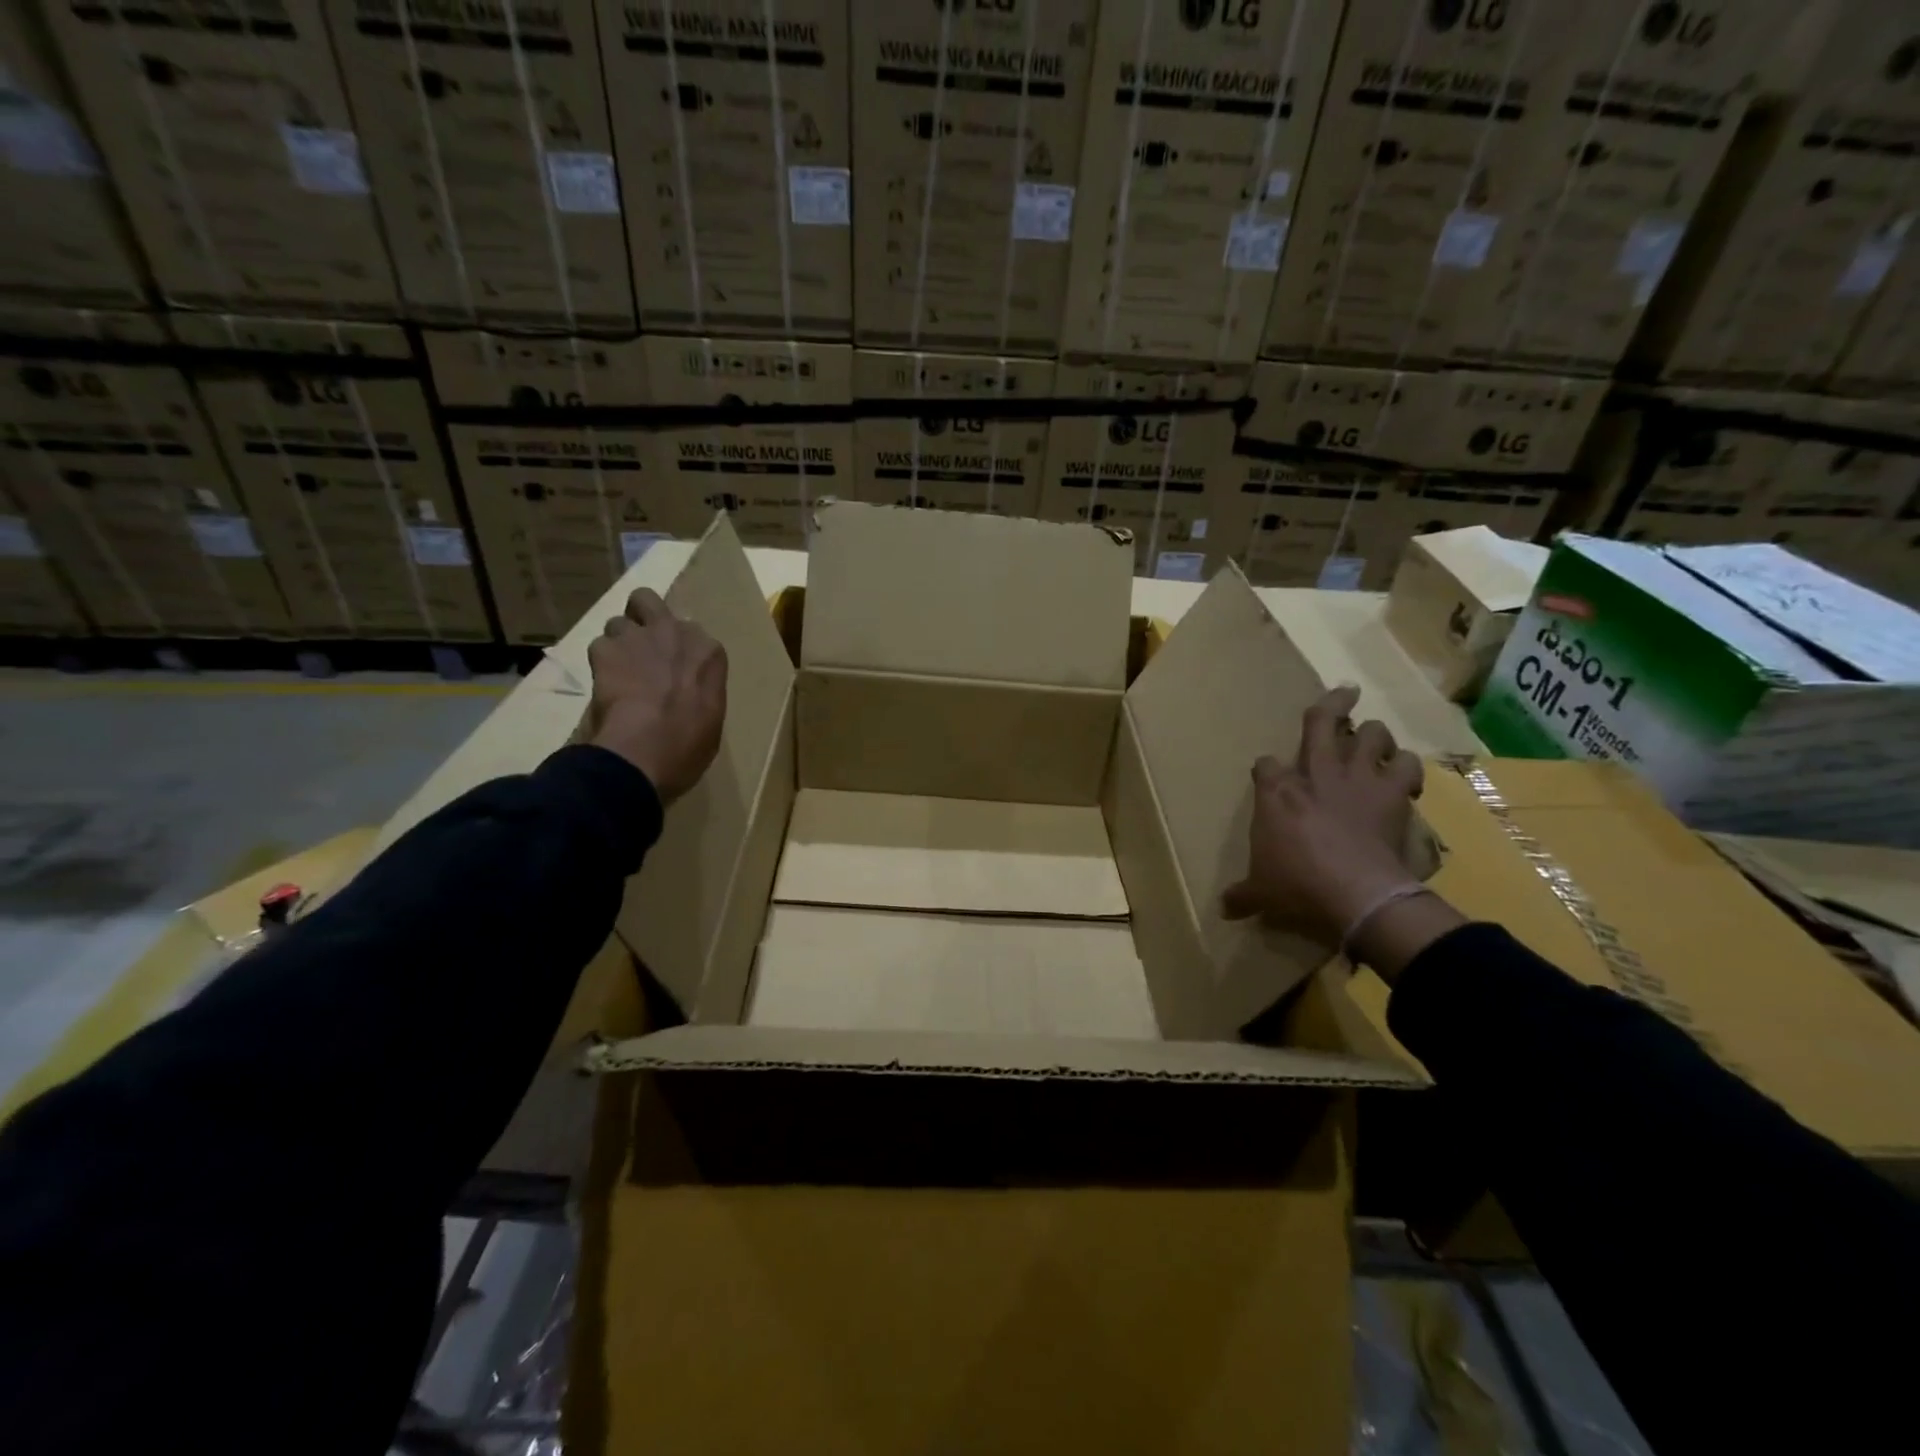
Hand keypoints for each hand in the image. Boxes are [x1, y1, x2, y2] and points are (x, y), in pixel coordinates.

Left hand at [585, 588, 726, 803]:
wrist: (647, 747)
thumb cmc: (690, 743)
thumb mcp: (711, 719)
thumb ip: (700, 693)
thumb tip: (689, 697)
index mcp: (709, 653)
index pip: (693, 635)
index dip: (679, 651)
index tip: (674, 671)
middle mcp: (675, 632)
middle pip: (649, 601)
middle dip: (642, 617)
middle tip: (639, 647)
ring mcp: (638, 637)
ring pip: (619, 623)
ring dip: (618, 643)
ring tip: (617, 671)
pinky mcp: (605, 649)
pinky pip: (598, 646)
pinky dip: (599, 663)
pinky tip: (603, 684)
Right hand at [1221, 684, 1426, 943]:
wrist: (1356, 893)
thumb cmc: (1297, 886)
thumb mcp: (1261, 892)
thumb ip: (1243, 894)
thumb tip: (1223, 908)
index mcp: (1277, 792)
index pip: (1265, 764)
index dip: (1268, 769)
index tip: (1269, 777)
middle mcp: (1316, 774)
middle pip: (1321, 722)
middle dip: (1332, 705)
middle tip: (1343, 693)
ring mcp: (1357, 779)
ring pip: (1372, 734)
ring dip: (1375, 735)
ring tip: (1375, 740)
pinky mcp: (1392, 794)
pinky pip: (1407, 765)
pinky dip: (1406, 767)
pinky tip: (1404, 775)